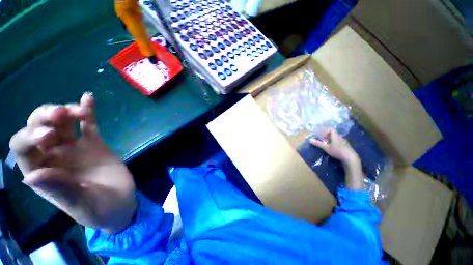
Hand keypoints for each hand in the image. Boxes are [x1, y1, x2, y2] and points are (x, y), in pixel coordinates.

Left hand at [9, 93, 136, 233]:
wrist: (121, 202)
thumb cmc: (99, 209)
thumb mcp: (80, 205)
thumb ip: (59, 191)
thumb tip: (31, 176)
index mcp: (41, 172)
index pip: (23, 147)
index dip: (30, 136)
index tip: (49, 135)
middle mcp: (52, 155)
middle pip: (38, 127)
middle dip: (45, 117)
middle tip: (62, 115)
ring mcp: (73, 147)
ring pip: (61, 122)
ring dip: (66, 111)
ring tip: (78, 111)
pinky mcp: (94, 143)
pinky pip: (88, 124)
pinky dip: (87, 111)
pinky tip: (88, 98)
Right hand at [310, 129, 362, 189]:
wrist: (350, 158)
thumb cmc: (337, 151)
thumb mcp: (326, 148)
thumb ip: (318, 144)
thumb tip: (310, 140)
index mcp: (336, 136)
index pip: (331, 129)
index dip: (325, 129)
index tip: (321, 133)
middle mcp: (340, 137)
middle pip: (333, 133)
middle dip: (327, 135)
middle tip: (322, 139)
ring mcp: (344, 142)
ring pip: (336, 138)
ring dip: (331, 139)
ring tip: (326, 144)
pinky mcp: (347, 146)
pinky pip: (339, 142)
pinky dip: (335, 143)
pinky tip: (333, 148)